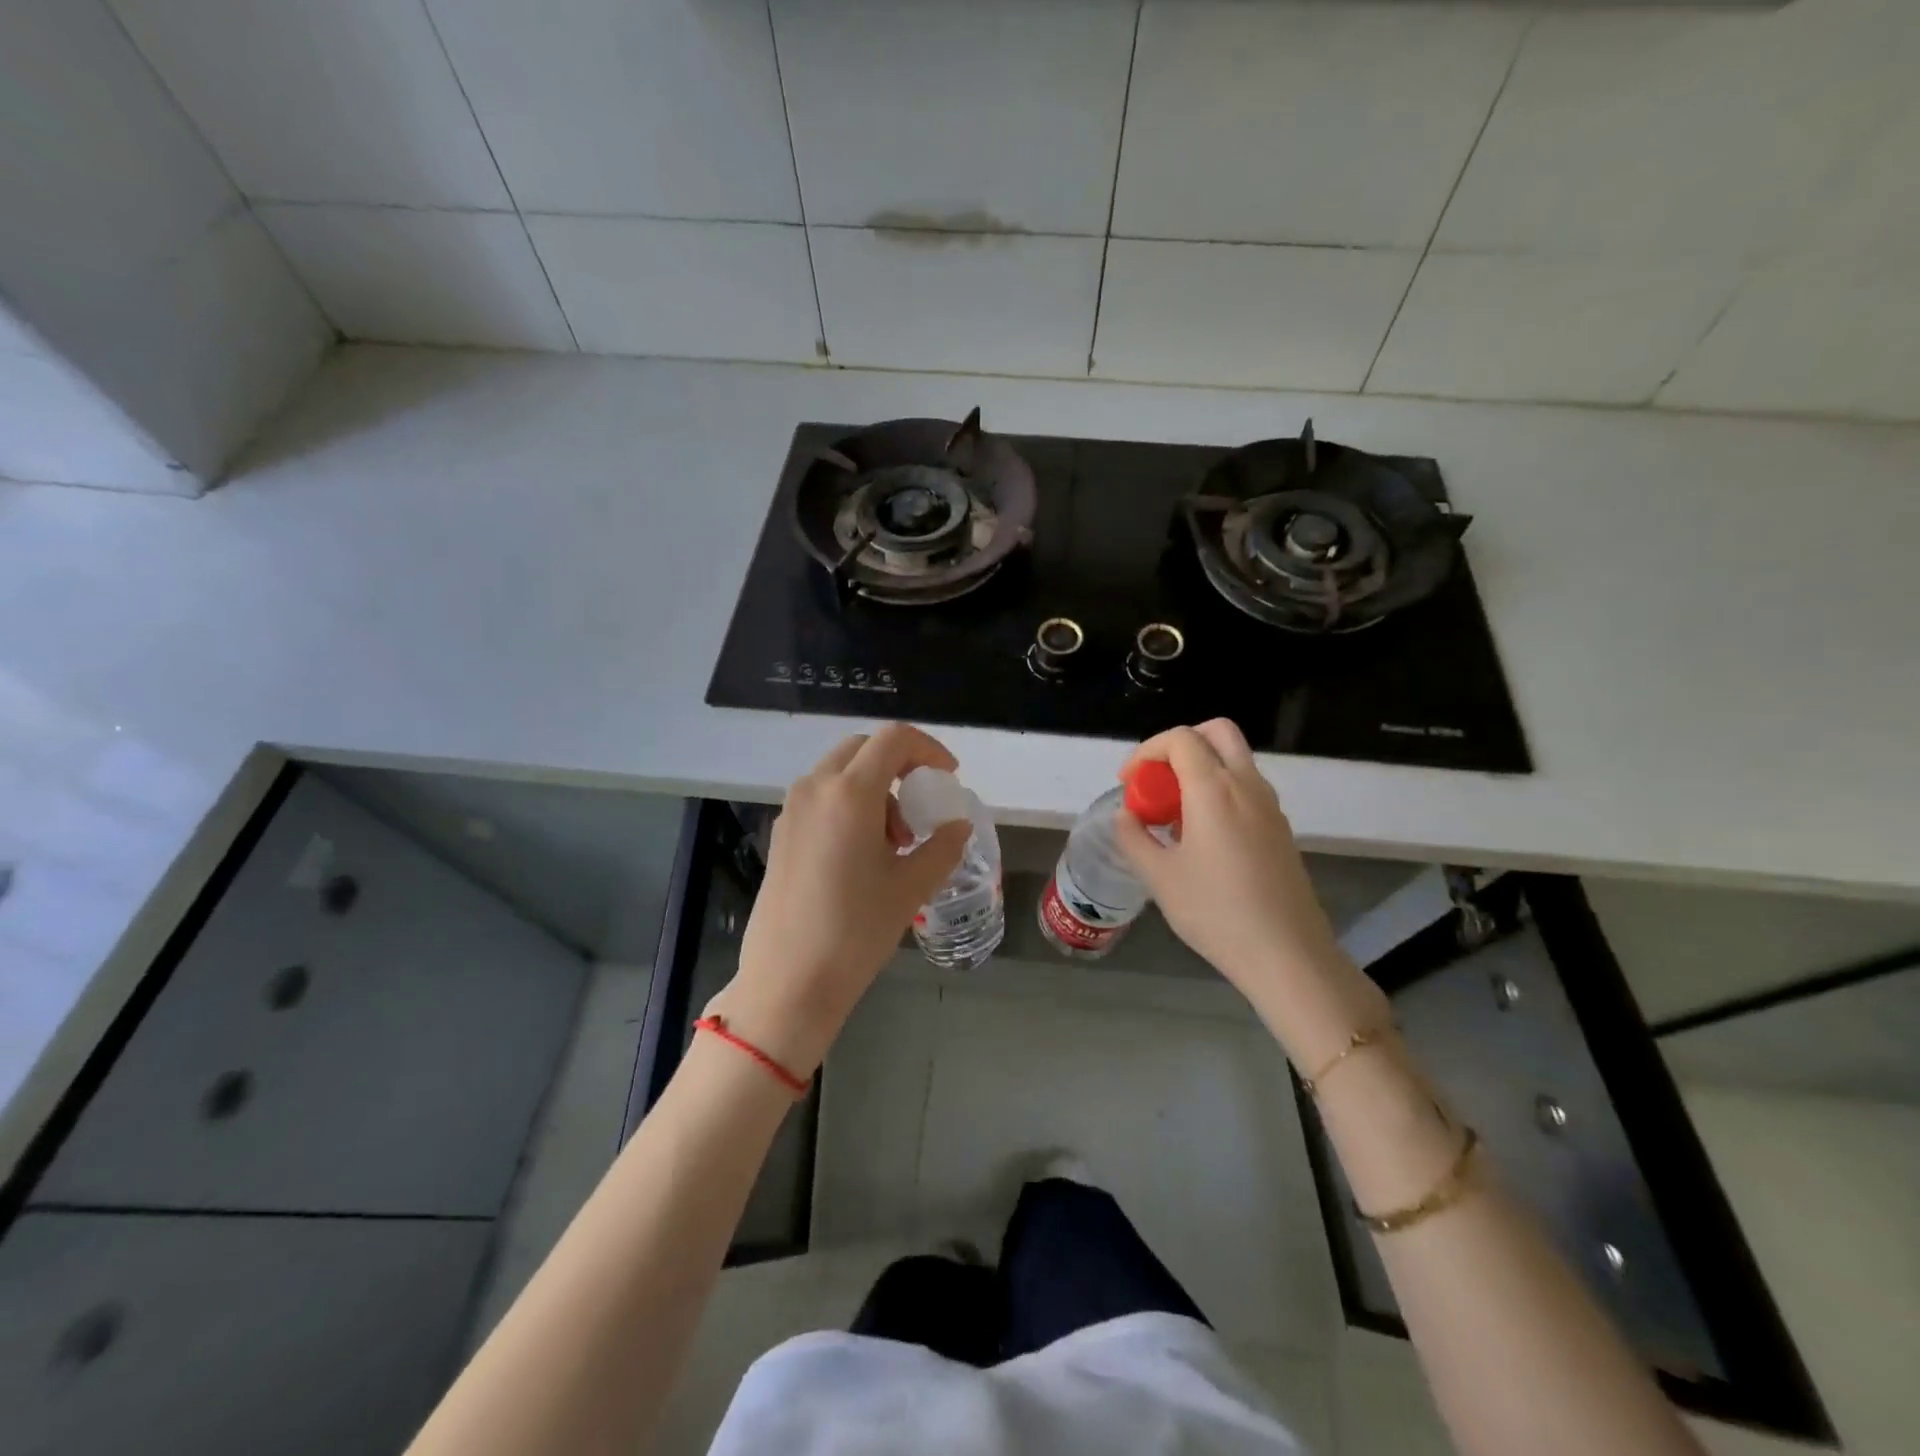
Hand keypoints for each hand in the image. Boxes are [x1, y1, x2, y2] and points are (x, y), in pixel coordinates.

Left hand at [714, 724, 971, 1076]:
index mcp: (850, 792)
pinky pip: (821, 797)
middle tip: (920, 808)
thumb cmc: (856, 930)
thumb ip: (943, 846)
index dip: (928, 749)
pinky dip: (849, 805)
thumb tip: (958, 826)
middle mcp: (815, 788)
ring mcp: (792, 809)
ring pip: (840, 772)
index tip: (948, 776)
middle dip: (899, 767)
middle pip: (863, 749)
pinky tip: (861, 854)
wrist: (788, 980)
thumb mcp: (911, 887)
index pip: (894, 739)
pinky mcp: (780, 832)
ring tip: (893, 842)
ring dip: (874, 789)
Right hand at [1114, 720, 1388, 1062]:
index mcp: (1214, 790)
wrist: (1287, 954)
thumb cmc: (1216, 913)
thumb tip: (1126, 816)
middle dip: (1180, 745)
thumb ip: (1134, 838)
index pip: (1180, 739)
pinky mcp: (1281, 828)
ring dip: (1200, 769)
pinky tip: (1202, 838)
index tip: (1129, 783)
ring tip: (1174, 814)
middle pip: (1216, 732)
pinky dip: (1219, 791)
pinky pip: (1246, 788)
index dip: (1146, 751)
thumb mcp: (1159, 878)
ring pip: (1234, 760)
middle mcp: (1247, 786)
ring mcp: (1270, 806)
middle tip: (1157, 780)